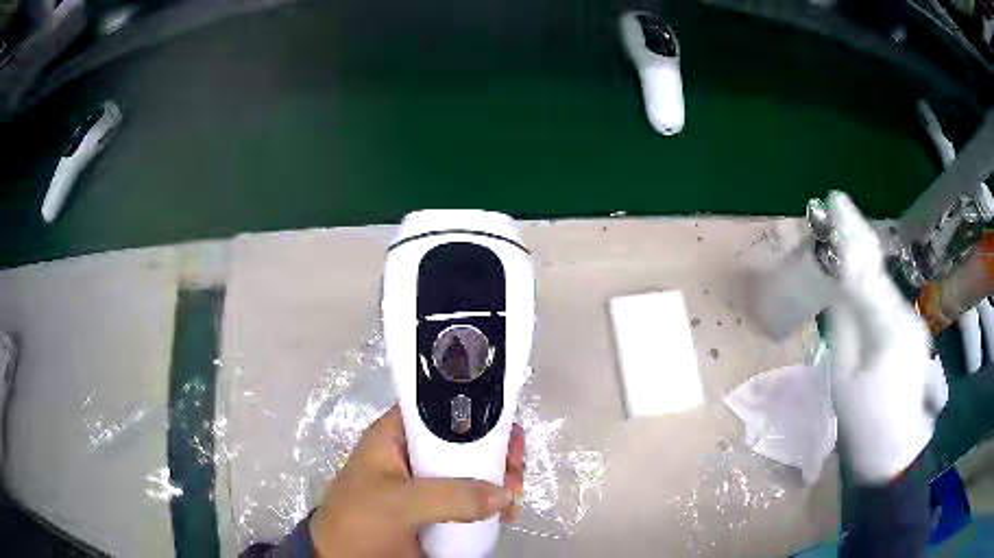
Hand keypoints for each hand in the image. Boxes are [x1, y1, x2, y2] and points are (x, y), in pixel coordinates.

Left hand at [308, 405, 524, 557]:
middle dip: (496, 450)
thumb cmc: (360, 521)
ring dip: (500, 478)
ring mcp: (428, 485)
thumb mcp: (398, 502)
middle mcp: (414, 455)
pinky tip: (508, 514)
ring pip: (474, 469)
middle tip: (516, 468)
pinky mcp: (438, 511)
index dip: (474, 409)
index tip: (507, 428)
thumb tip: (504, 494)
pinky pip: (473, 499)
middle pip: (464, 439)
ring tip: (516, 496)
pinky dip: (494, 503)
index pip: (438, 407)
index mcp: (395, 437)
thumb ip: (450, 496)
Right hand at [825, 192, 947, 483]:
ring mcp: (913, 327)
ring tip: (847, 245)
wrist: (896, 455)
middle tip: (839, 213)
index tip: (835, 200)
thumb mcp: (842, 378)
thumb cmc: (864, 425)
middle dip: (859, 240)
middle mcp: (906, 317)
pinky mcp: (913, 337)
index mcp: (888, 327)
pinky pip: (890, 304)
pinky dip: (875, 287)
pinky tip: (865, 284)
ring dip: (866, 264)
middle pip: (878, 270)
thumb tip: (837, 290)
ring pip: (885, 286)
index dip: (849, 234)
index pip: (865, 269)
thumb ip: (842, 326)